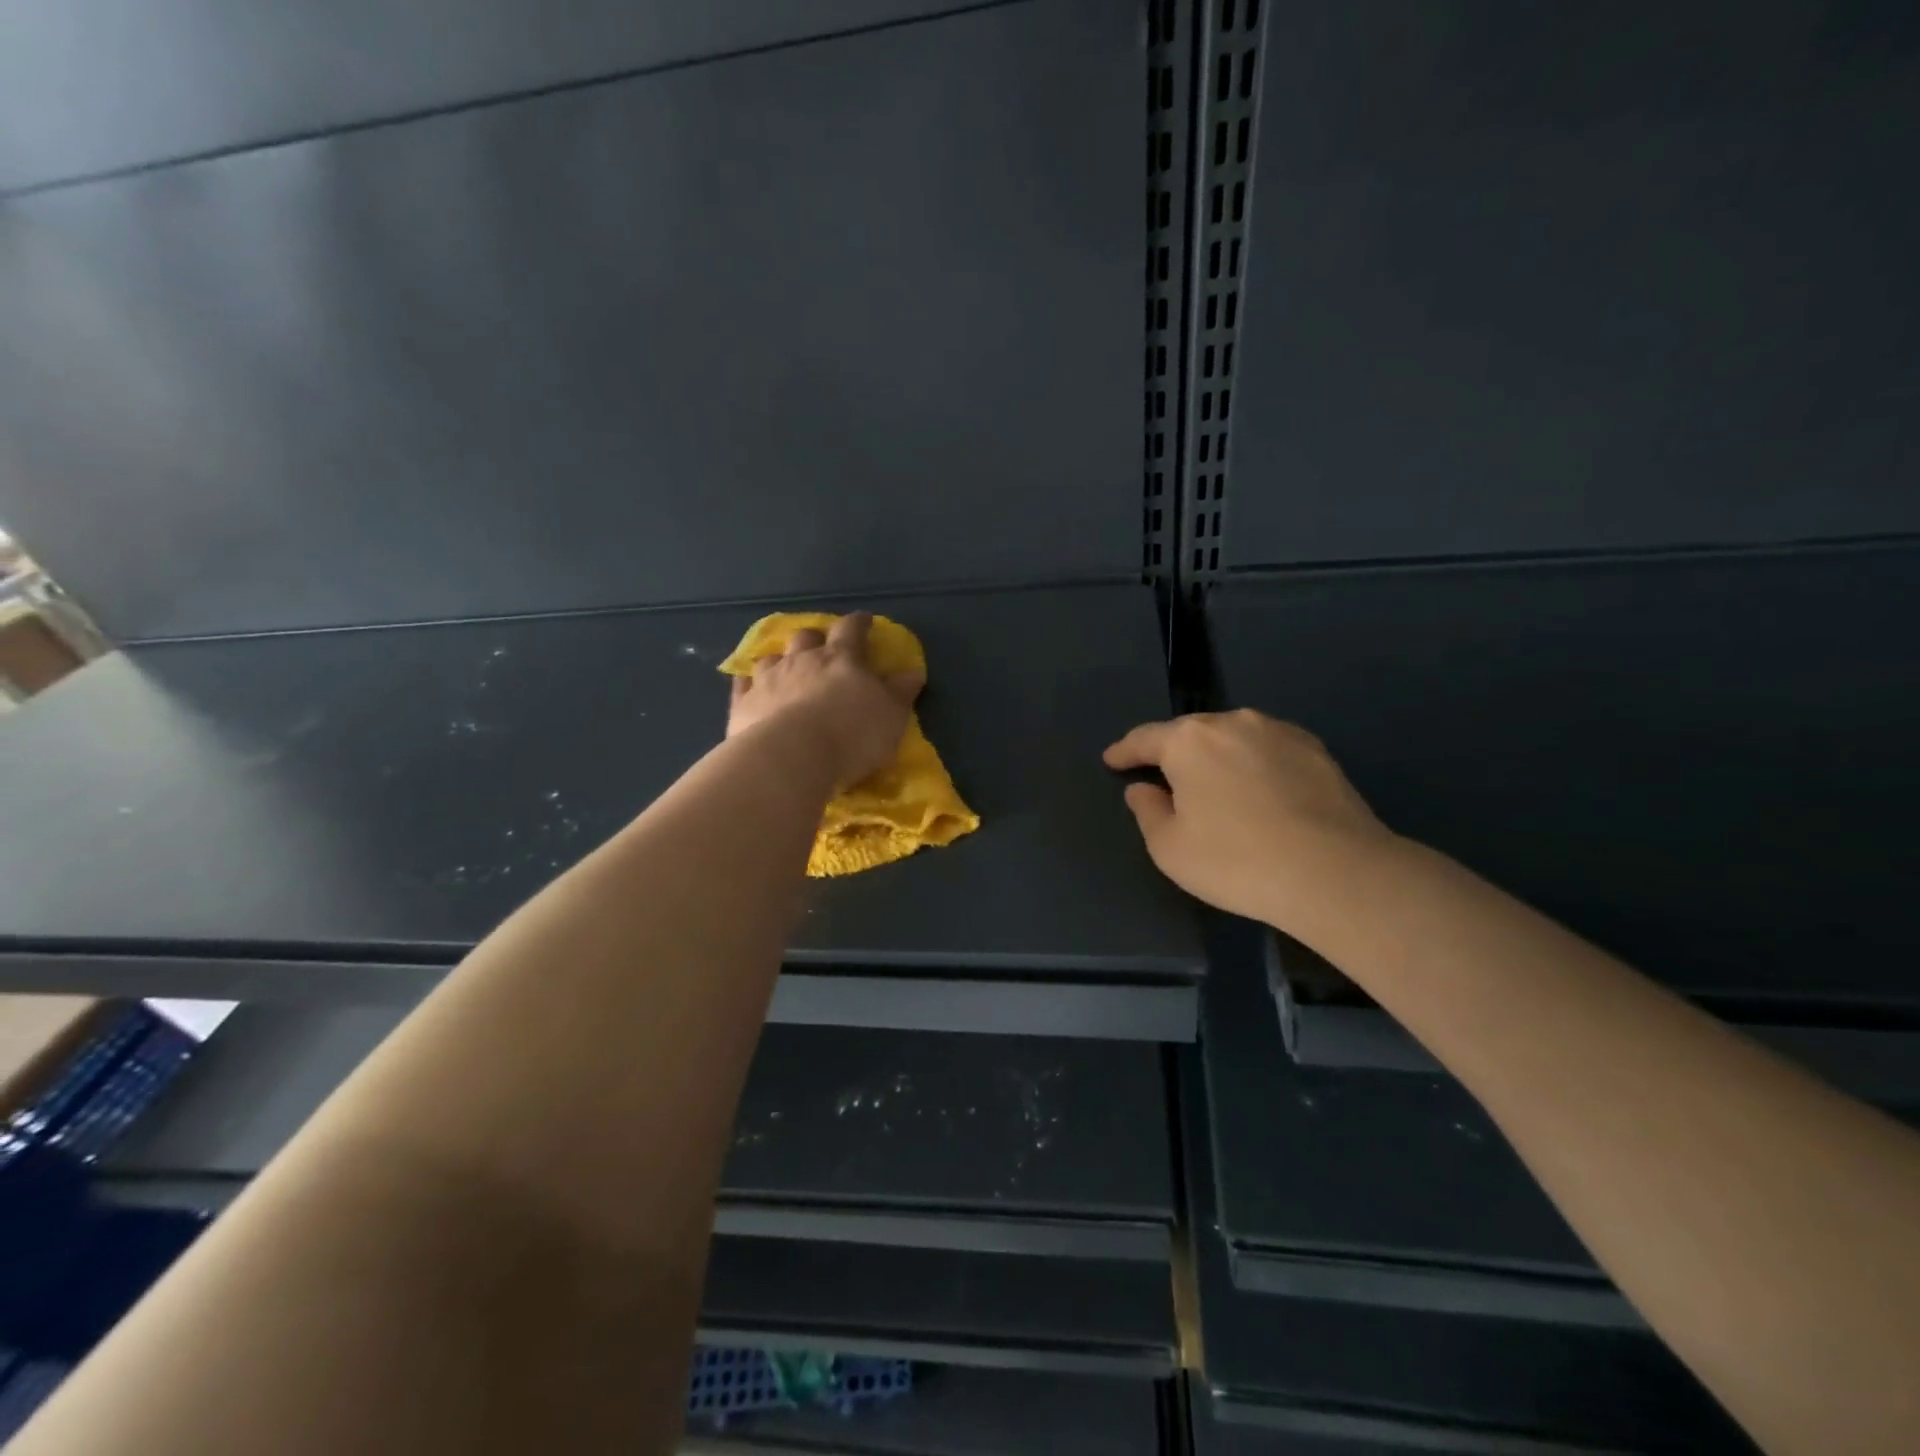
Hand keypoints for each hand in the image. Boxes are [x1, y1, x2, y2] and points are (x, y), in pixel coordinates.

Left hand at [728, 613, 923, 785]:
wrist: (792, 757)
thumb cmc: (852, 734)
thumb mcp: (891, 716)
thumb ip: (900, 693)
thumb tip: (912, 672)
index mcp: (842, 658)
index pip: (851, 629)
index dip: (859, 623)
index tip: (864, 621)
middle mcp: (802, 660)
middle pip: (806, 637)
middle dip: (815, 639)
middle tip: (822, 650)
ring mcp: (768, 679)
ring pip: (771, 657)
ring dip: (780, 660)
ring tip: (785, 670)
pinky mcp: (743, 704)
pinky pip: (742, 684)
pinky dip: (748, 683)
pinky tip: (750, 687)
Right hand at [1103, 709, 1393, 928]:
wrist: (1336, 873)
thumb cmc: (1236, 861)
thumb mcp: (1170, 848)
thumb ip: (1147, 811)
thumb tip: (1143, 789)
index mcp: (1189, 740)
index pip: (1145, 738)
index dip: (1124, 751)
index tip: (1112, 760)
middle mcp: (1233, 722)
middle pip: (1190, 733)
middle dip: (1173, 752)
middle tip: (1163, 778)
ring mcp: (1279, 732)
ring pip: (1232, 738)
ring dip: (1216, 757)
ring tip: (1213, 785)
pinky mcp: (1315, 750)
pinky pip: (1267, 749)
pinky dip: (1252, 764)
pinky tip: (1257, 790)